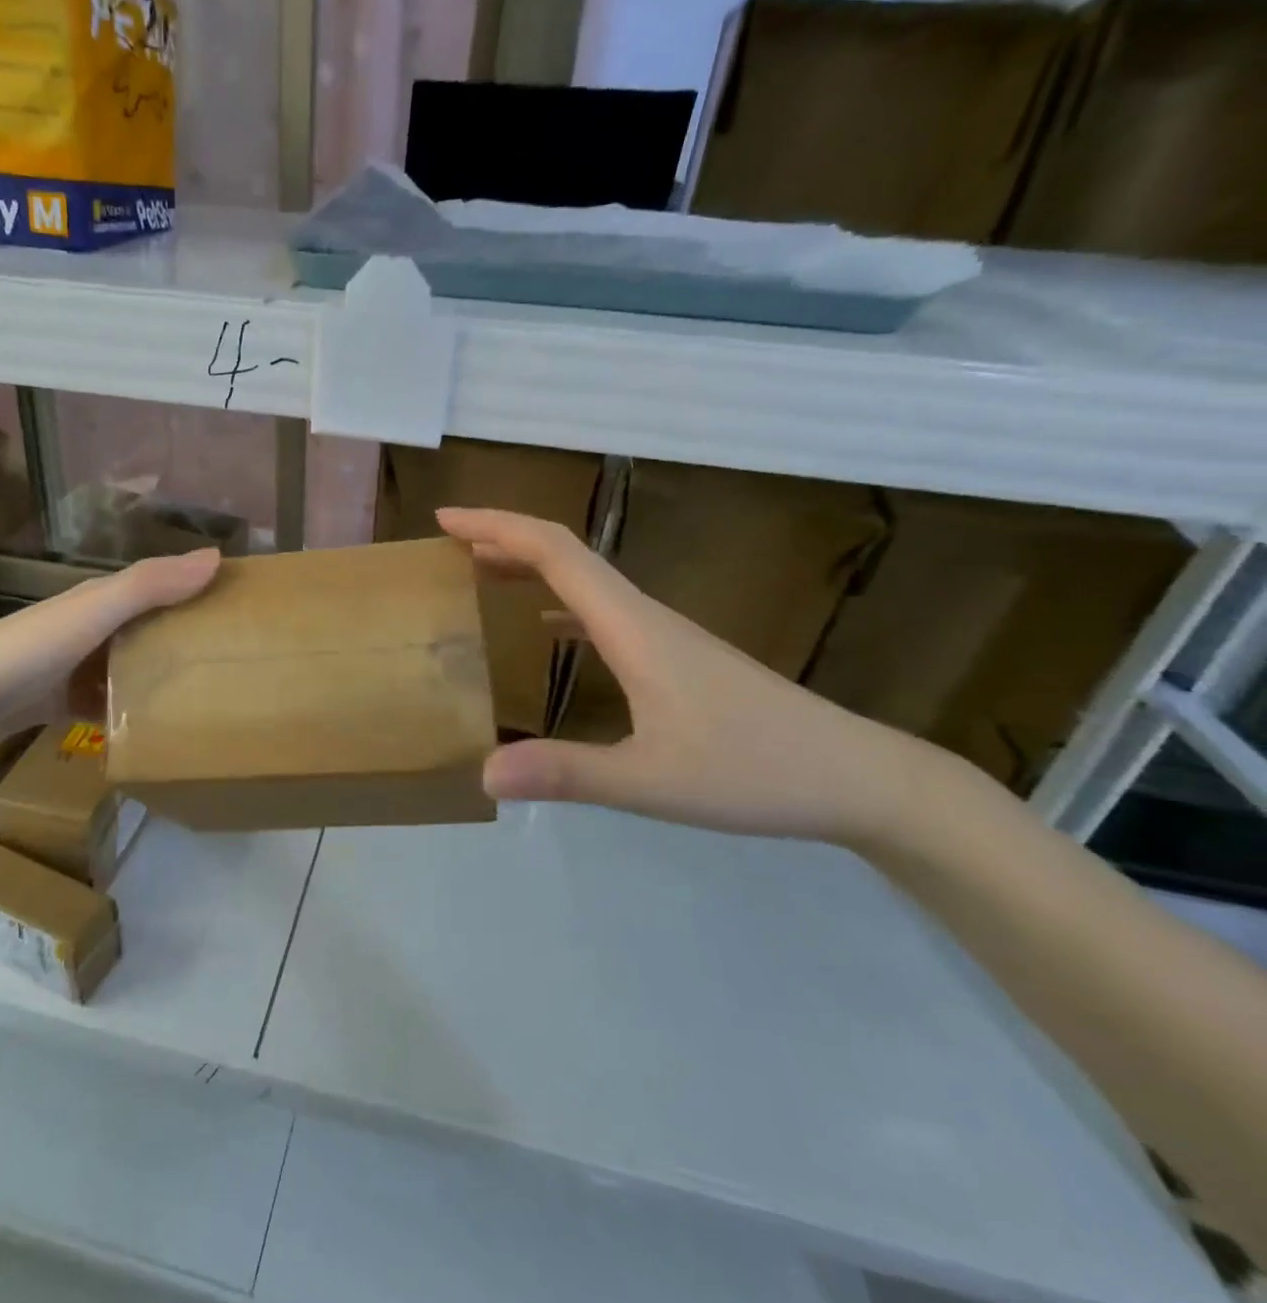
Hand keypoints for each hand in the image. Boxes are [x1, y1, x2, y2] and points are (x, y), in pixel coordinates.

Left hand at [0, 547, 220, 755]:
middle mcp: (94, 627)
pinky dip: (132, 712)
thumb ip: (149, 585)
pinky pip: (110, 704)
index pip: (165, 586)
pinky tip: (158, 733)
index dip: (203, 590)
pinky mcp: (62, 702)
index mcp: (104, 599)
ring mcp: (77, 666)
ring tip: (210, 701)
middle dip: (190, 638)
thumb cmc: (26, 649)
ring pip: (134, 667)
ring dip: (164, 678)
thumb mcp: (92, 612)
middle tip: (240, 662)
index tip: (248, 608)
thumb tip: (216, 556)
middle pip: (153, 628)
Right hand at [437, 508, 979, 847]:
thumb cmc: (755, 771)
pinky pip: (602, 613)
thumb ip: (567, 774)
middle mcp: (643, 616)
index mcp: (632, 626)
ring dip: (530, 567)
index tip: (445, 520)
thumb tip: (484, 774)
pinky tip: (544, 628)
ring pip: (585, 581)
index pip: (555, 552)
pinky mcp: (674, 657)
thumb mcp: (651, 781)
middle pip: (566, 555)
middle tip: (448, 544)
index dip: (497, 526)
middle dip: (503, 538)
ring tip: (480, 573)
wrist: (857, 778)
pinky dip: (559, 603)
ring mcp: (662, 635)